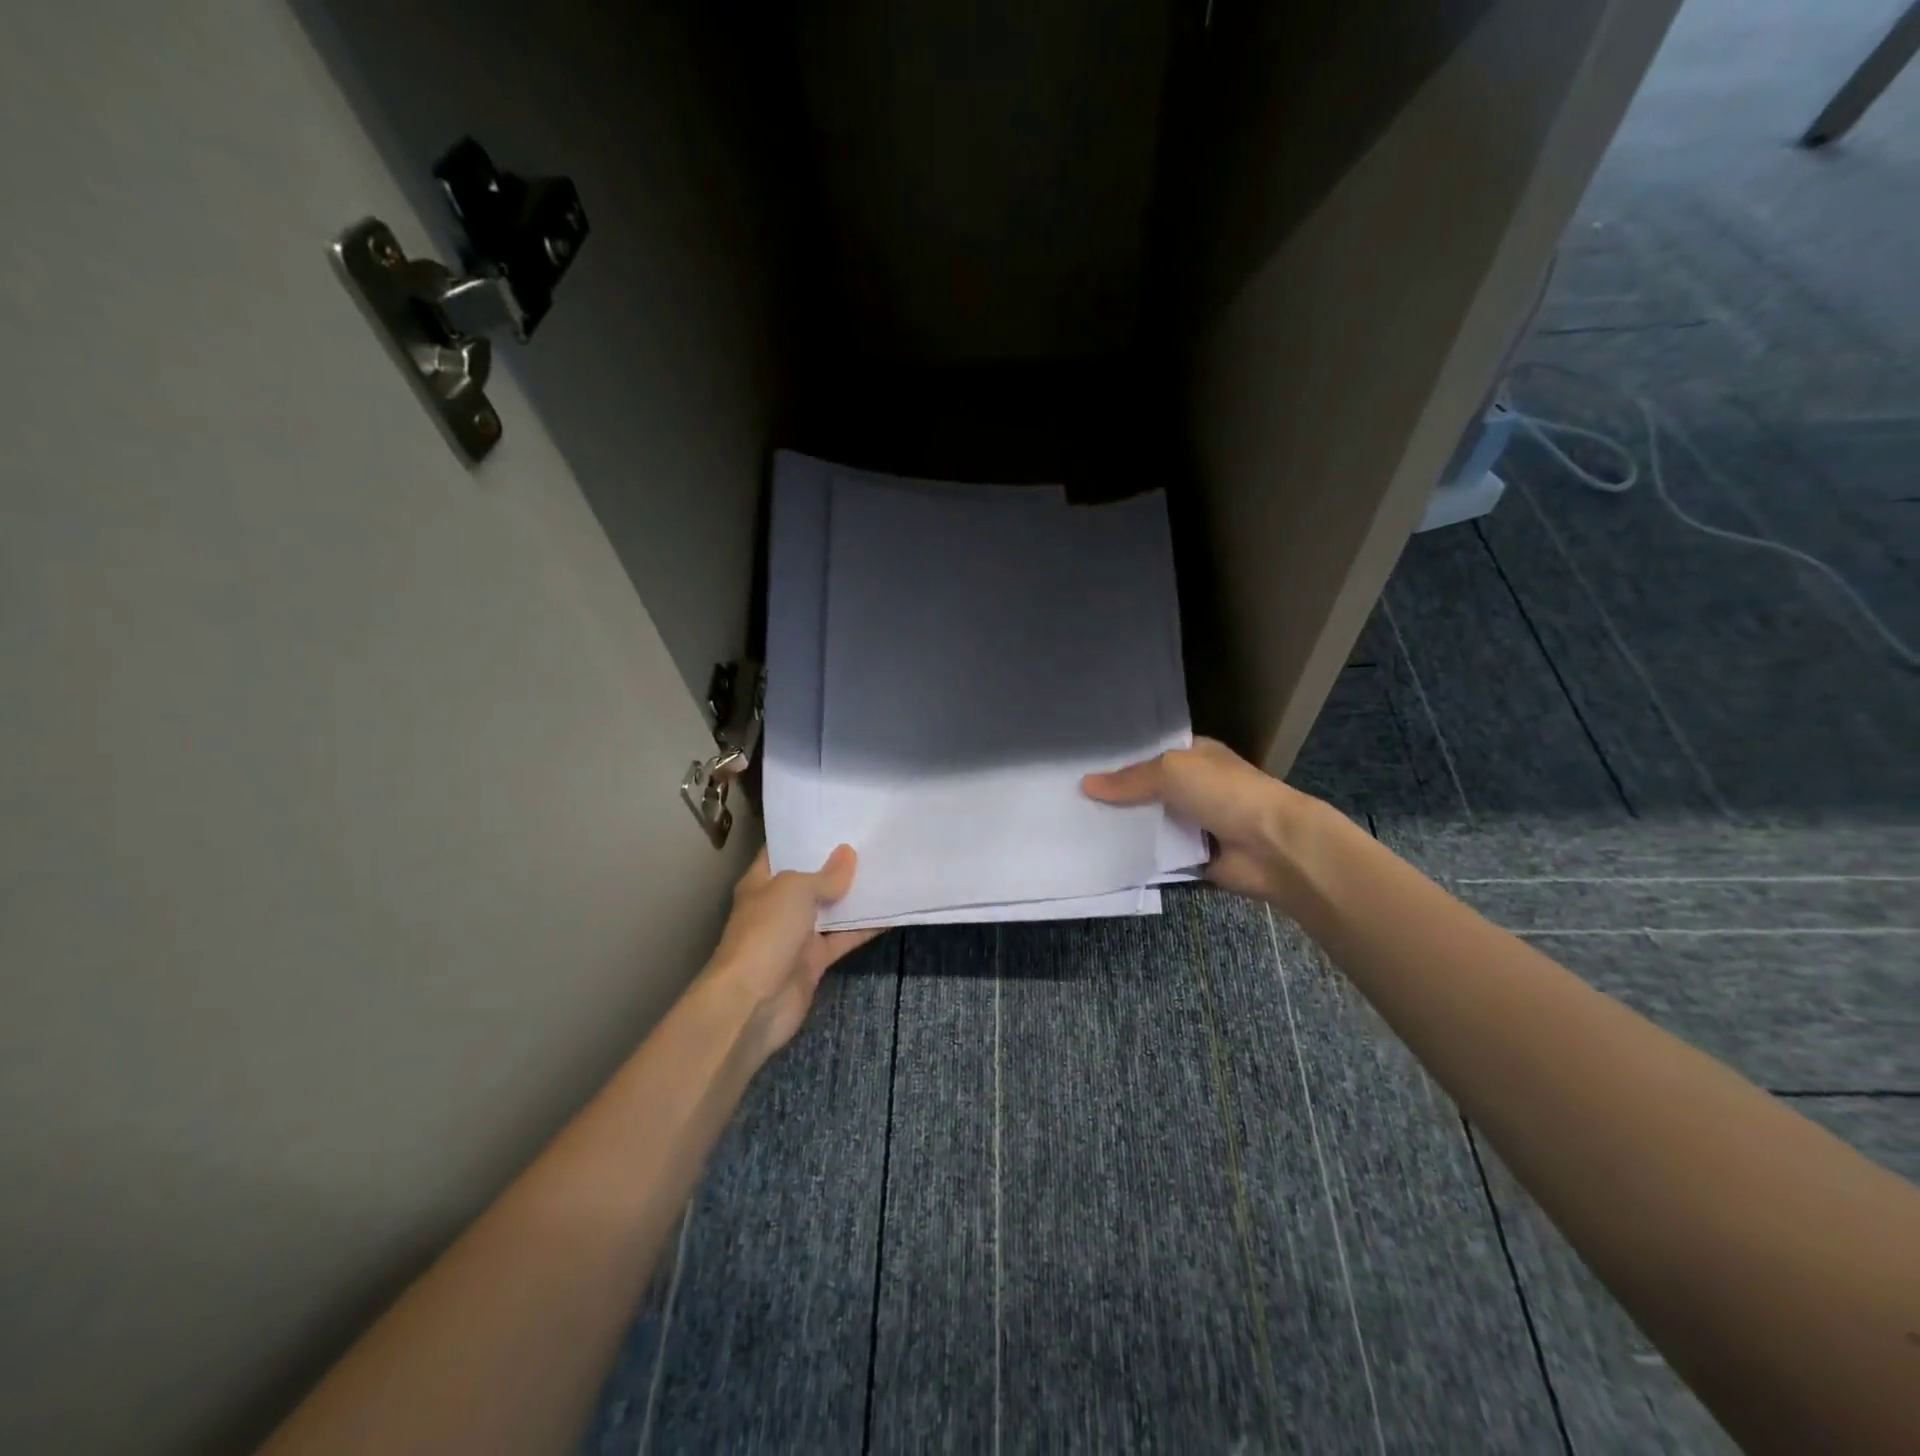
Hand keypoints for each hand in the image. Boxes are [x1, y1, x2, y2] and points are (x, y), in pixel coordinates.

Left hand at [700, 847, 879, 1063]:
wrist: (753, 1002)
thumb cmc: (766, 933)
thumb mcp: (794, 891)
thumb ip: (825, 875)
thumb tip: (848, 854)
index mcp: (762, 882)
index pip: (783, 850)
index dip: (807, 835)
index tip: (838, 818)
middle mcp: (778, 906)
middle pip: (812, 879)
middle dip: (838, 863)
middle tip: (873, 839)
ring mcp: (797, 935)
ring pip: (831, 909)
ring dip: (855, 895)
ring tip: (889, 868)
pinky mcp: (815, 961)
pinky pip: (844, 938)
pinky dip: (866, 928)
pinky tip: (893, 911)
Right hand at [1082, 737, 1318, 902]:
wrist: (1272, 847)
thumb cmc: (1225, 794)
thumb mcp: (1172, 772)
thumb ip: (1129, 779)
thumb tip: (1086, 784)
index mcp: (1195, 756)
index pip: (1150, 753)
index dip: (1119, 759)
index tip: (1081, 766)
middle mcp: (1194, 787)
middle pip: (1145, 790)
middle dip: (1115, 796)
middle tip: (1069, 800)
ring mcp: (1195, 823)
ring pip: (1149, 823)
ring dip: (1123, 828)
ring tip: (1076, 827)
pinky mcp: (1193, 856)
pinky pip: (1157, 854)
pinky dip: (1137, 855)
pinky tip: (1102, 854)